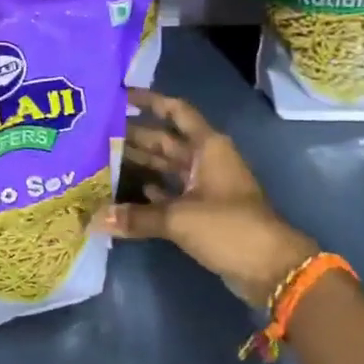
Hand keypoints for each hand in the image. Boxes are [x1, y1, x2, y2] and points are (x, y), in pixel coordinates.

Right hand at [95, 89, 318, 309]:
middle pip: (166, 140)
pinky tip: (125, 193)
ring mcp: (205, 186)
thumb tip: (93, 220)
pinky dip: (151, 191)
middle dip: (135, 135)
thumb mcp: (179, 218)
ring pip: (166, 167)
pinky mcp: (203, 211)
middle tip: (97, 133)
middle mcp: (206, 159)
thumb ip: (136, 217)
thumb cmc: (228, 227)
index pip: (176, 111)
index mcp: (208, 146)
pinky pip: (171, 193)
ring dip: (140, 163)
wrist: (269, 268)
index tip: (121, 96)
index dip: (151, 101)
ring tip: (103, 159)